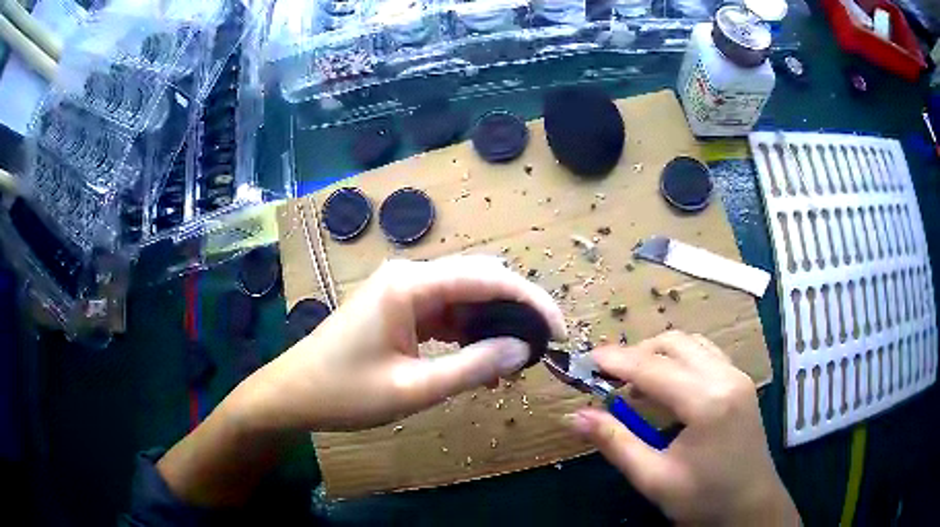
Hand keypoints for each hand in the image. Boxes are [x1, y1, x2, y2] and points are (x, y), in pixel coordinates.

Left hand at [158, 255, 564, 506]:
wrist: (293, 393)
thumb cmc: (345, 393)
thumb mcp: (414, 388)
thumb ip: (473, 366)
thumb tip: (523, 349)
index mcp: (411, 285)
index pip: (490, 279)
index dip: (532, 301)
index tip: (560, 332)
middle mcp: (409, 275)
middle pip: (480, 280)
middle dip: (517, 309)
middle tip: (543, 346)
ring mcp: (402, 289)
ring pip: (465, 296)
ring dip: (493, 323)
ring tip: (515, 359)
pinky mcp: (398, 306)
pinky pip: (446, 312)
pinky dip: (469, 332)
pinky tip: (481, 358)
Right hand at [564, 331, 797, 524]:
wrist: (751, 506)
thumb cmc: (704, 499)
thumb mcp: (654, 479)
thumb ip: (615, 443)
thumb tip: (575, 416)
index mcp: (707, 402)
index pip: (653, 369)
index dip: (617, 362)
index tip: (587, 360)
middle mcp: (726, 377)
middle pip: (674, 343)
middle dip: (637, 353)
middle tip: (609, 376)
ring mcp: (737, 376)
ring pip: (692, 343)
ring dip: (659, 354)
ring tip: (635, 382)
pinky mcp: (741, 382)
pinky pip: (705, 355)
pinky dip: (680, 360)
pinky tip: (667, 386)